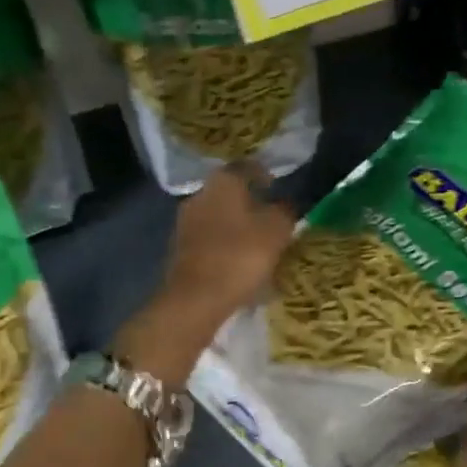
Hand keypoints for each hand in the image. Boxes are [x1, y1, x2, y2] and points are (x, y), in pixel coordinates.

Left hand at [161, 164, 295, 328]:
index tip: (276, 185)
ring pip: (219, 219)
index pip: (245, 167)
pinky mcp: (180, 252)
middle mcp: (199, 196)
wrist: (195, 299)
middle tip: (272, 219)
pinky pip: (210, 243)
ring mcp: (185, 225)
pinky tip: (240, 265)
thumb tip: (286, 206)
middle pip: (229, 194)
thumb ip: (285, 212)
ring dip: (238, 228)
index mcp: (222, 183)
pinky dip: (226, 249)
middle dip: (250, 204)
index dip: (263, 173)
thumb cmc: (240, 256)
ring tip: (259, 246)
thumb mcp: (277, 231)